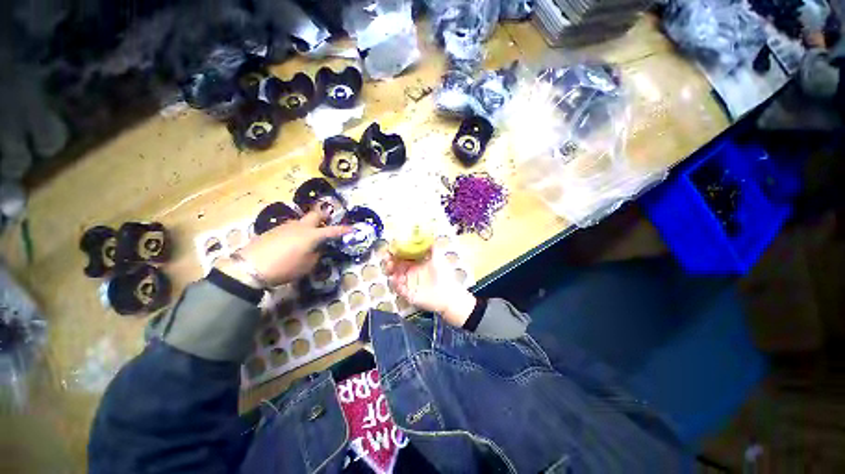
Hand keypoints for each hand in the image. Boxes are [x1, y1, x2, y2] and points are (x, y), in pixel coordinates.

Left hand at [215, 211, 349, 286]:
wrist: (249, 267)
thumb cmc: (285, 267)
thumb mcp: (307, 265)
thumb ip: (317, 254)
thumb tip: (318, 248)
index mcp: (312, 235)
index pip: (333, 230)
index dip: (344, 230)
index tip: (353, 228)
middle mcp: (300, 226)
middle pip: (315, 214)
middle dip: (324, 217)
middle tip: (327, 223)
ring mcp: (286, 226)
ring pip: (302, 221)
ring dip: (308, 226)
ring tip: (307, 238)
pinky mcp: (274, 230)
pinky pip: (291, 227)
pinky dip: (296, 232)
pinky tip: (291, 243)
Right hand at [386, 250, 475, 326]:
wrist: (450, 294)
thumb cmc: (445, 275)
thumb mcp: (439, 258)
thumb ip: (433, 247)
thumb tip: (429, 235)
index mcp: (417, 264)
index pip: (403, 257)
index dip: (396, 252)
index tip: (391, 247)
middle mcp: (411, 273)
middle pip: (396, 266)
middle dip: (389, 261)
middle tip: (387, 257)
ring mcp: (409, 284)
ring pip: (395, 276)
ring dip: (390, 271)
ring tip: (390, 266)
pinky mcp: (409, 295)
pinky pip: (399, 289)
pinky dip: (395, 284)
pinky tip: (395, 279)